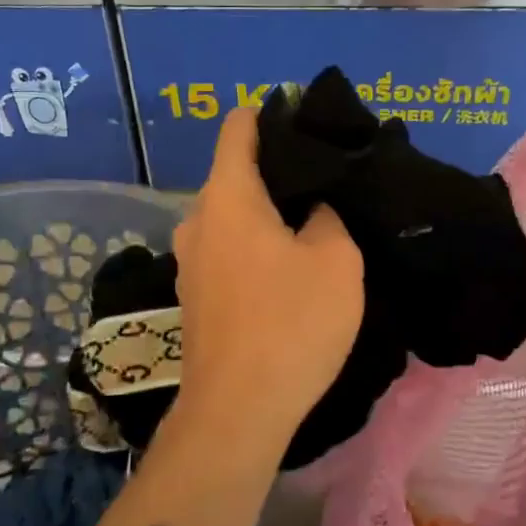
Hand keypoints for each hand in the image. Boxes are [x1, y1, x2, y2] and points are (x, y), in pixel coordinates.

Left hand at [171, 108, 364, 444]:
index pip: (240, 126)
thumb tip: (313, 207)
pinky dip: (254, 246)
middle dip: (278, 171)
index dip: (273, 115)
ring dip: (267, 214)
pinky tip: (286, 268)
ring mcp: (189, 260)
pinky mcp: (194, 295)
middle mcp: (198, 219)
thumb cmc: (290, 323)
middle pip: (237, 172)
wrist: (238, 411)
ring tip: (312, 224)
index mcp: (228, 196)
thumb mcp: (336, 259)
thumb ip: (328, 215)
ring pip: (232, 216)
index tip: (309, 124)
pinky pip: (227, 249)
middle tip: (326, 182)